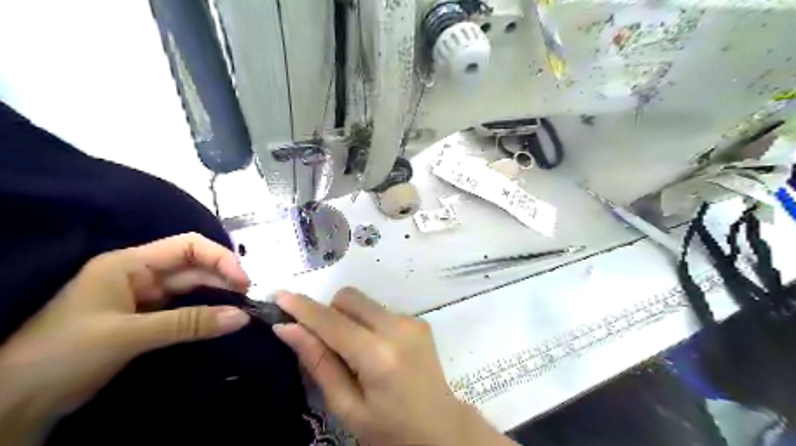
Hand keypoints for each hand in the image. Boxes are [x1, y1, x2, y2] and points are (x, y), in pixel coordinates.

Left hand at [0, 234, 251, 417]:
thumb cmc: (64, 354)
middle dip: (223, 278)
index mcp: (129, 264)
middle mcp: (140, 275)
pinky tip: (222, 319)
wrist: (15, 402)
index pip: (188, 247)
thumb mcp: (128, 335)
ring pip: (192, 288)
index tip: (243, 281)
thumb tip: (242, 317)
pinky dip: (205, 313)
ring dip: (218, 296)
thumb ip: (189, 323)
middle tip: (249, 300)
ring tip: (242, 309)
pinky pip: (185, 309)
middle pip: (194, 267)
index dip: (220, 258)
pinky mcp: (147, 318)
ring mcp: (144, 297)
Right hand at [274, 288, 515, 444]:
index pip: (332, 321)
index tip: (279, 295)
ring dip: (348, 318)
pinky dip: (366, 323)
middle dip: (328, 312)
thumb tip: (287, 328)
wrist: (441, 428)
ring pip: (364, 302)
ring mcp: (411, 320)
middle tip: (323, 342)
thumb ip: (319, 363)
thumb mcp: (348, 407)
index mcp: (379, 355)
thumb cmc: (389, 429)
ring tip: (353, 352)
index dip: (303, 308)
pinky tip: (374, 351)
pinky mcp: (418, 320)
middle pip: (349, 298)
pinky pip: (379, 310)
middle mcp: (398, 327)